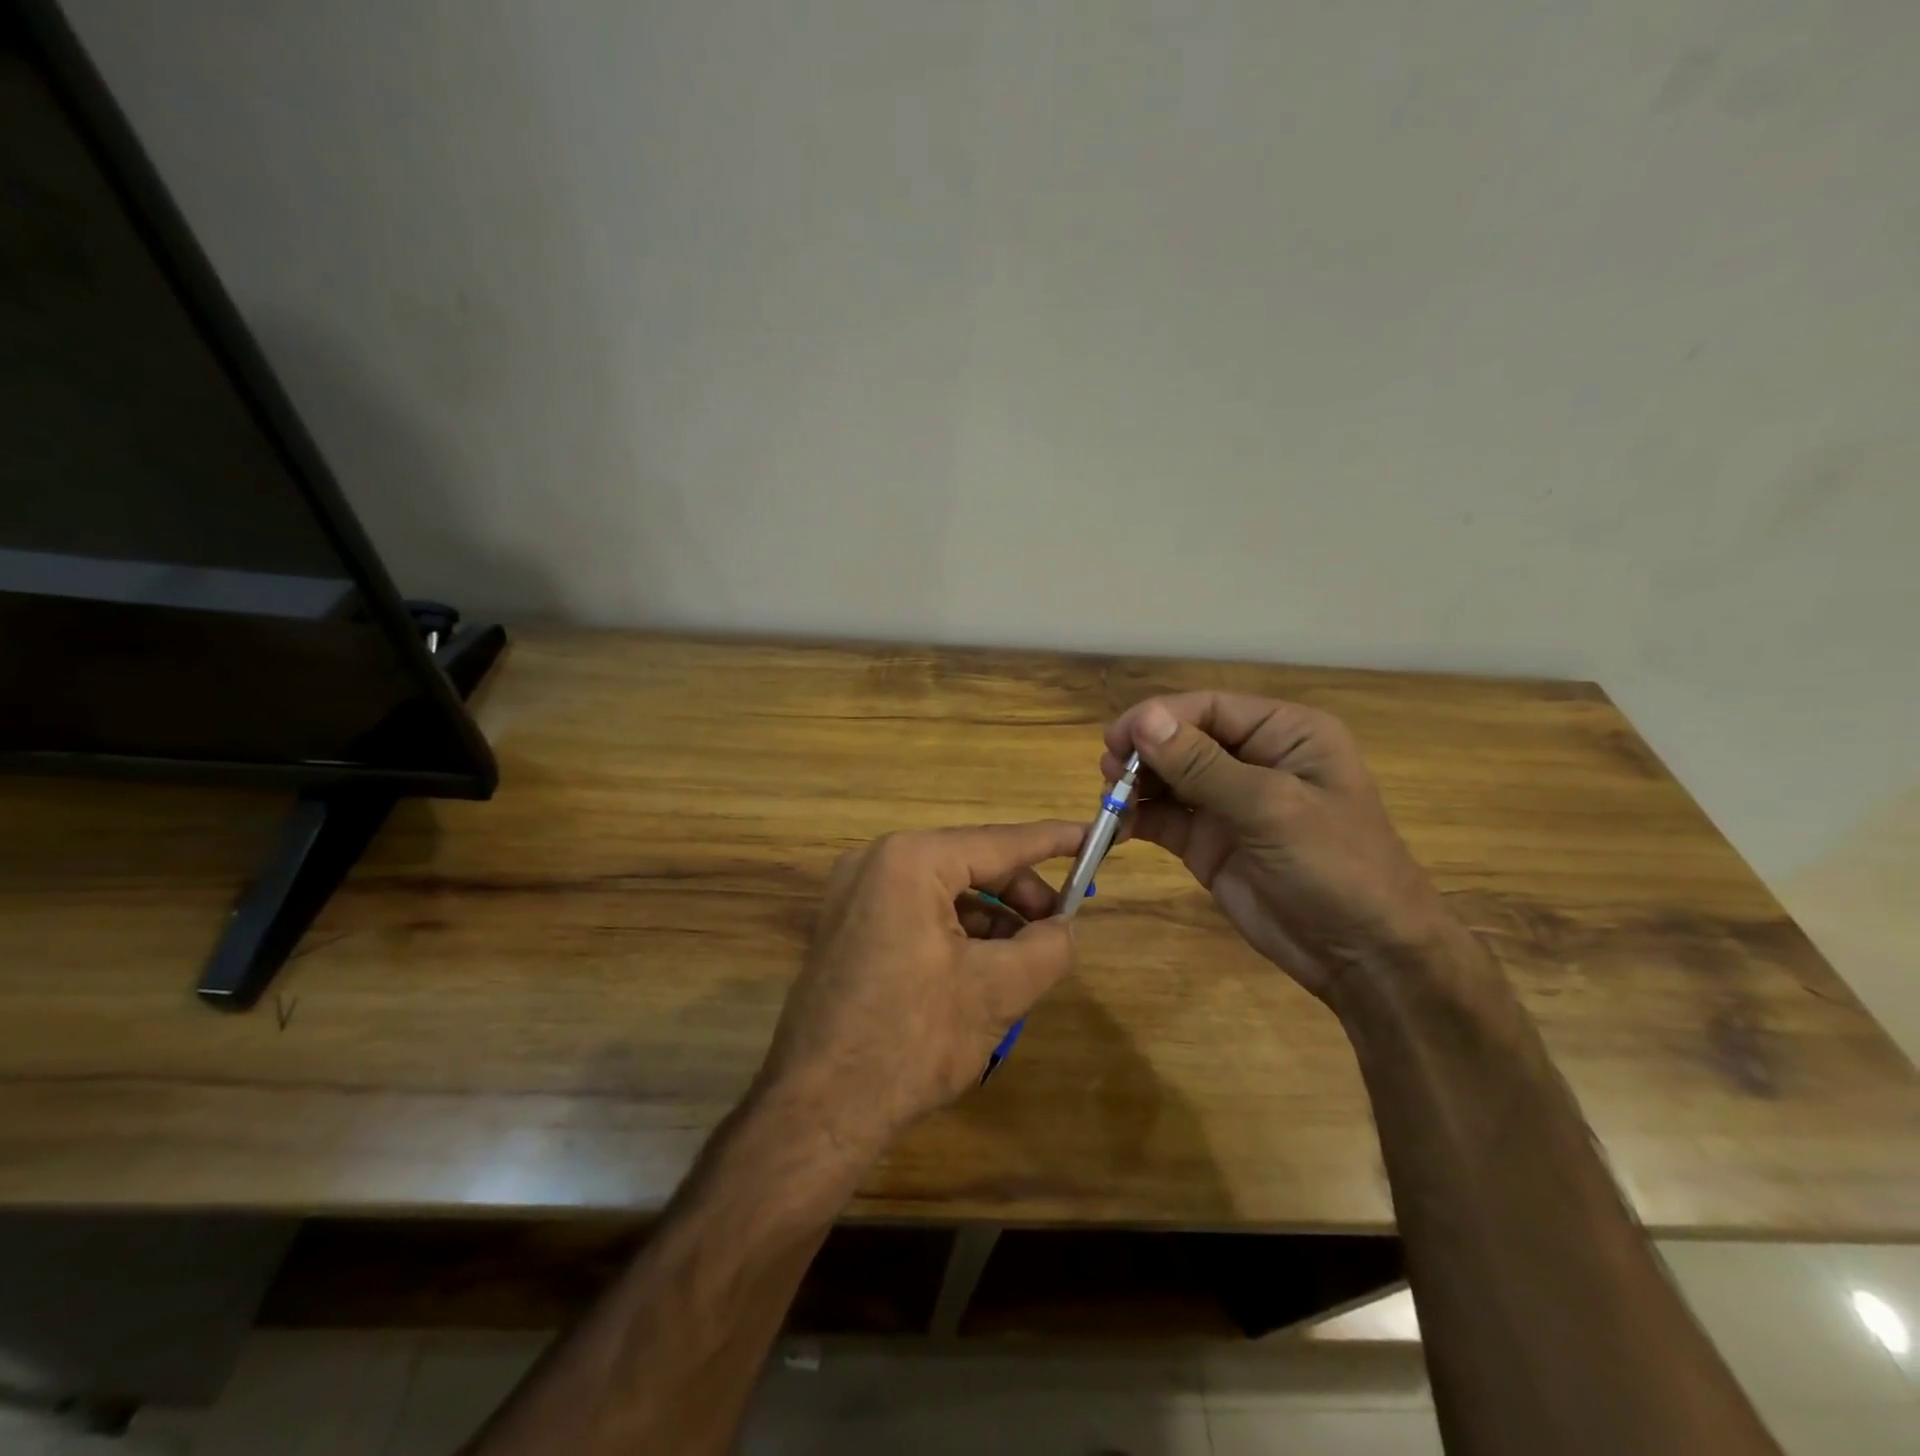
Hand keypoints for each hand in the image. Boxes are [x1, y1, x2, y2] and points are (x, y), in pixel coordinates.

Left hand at [756, 822, 1081, 1153]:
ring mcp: (853, 894)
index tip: (1092, 835)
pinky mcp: (846, 926)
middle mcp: (875, 862)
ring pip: (943, 891)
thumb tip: (1064, 928)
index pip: (998, 842)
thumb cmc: (912, 1038)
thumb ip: (1048, 947)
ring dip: (989, 917)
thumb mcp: (998, 990)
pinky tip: (981, 968)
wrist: (820, 1108)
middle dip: (1019, 894)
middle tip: (1056, 927)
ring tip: (1023, 958)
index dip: (1052, 841)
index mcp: (910, 861)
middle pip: (969, 863)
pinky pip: (915, 911)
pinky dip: (955, 931)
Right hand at [1103, 694, 1456, 999]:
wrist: (1364, 956)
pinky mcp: (1208, 841)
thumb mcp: (1271, 808)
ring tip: (1109, 801)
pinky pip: (1164, 819)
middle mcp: (1253, 759)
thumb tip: (1143, 720)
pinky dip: (1137, 819)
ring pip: (1167, 778)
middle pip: (1182, 739)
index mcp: (1284, 734)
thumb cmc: (1336, 867)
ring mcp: (1228, 803)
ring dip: (1135, 785)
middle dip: (1144, 753)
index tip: (1116, 739)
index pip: (1209, 708)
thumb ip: (1203, 764)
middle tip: (1109, 773)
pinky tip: (1116, 828)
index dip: (1159, 718)